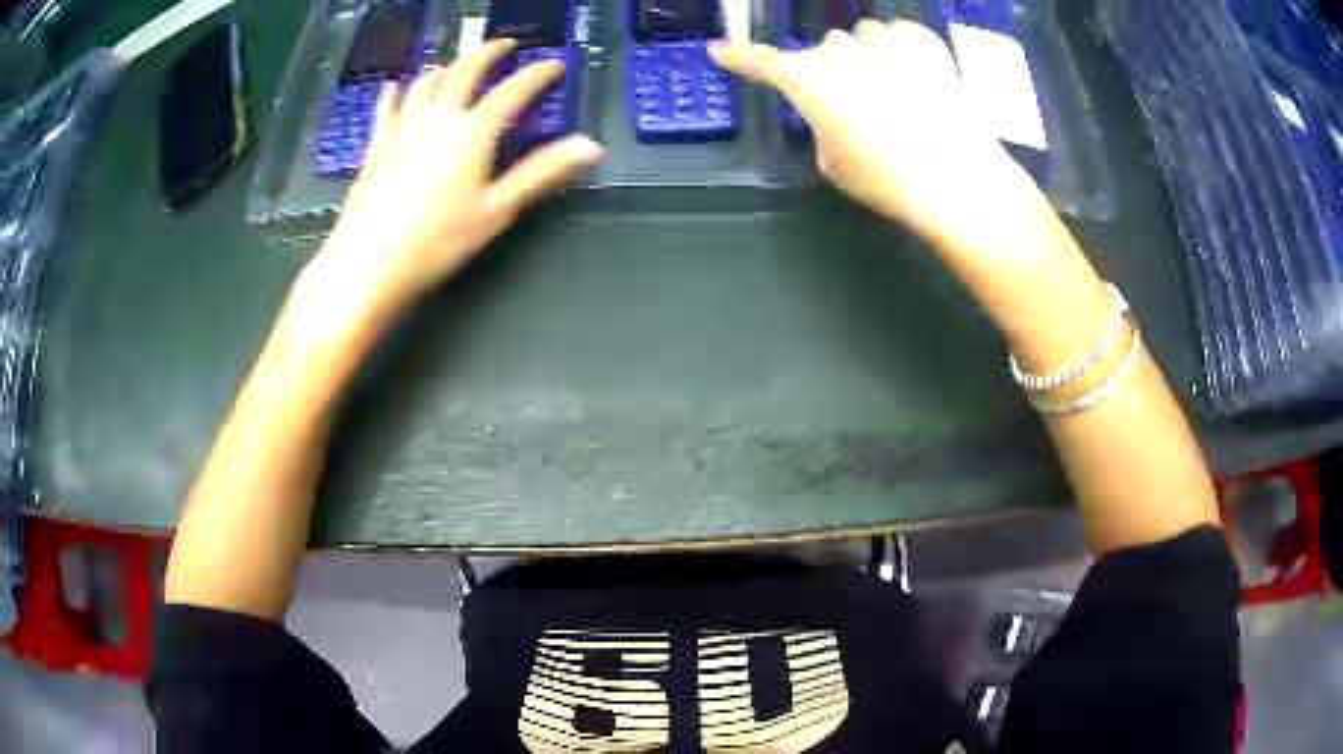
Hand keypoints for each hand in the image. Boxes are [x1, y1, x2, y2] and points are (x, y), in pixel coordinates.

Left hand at [299, 39, 604, 336]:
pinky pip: (388, 105)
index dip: (537, 74)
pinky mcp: (378, 142)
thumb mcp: (496, 210)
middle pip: (466, 70)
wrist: (368, 261)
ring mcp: (403, 126)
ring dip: (448, 65)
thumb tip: (592, 147)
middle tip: (505, 44)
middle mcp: (438, 116)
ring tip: (458, 63)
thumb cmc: (437, 241)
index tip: (554, 65)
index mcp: (473, 131)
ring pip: (428, 81)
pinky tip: (397, 85)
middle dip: (489, 52)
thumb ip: (541, 173)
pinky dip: (398, 90)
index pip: (513, 90)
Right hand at [711, 20, 1041, 254]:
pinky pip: (899, 34)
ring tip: (895, 90)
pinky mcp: (922, 40)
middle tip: (859, 104)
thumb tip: (834, 113)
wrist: (958, 177)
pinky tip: (918, 78)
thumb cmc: (887, 179)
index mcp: (808, 81)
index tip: (720, 52)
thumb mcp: (834, 163)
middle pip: (825, 49)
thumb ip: (821, 126)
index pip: (762, 63)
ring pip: (863, 36)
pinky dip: (902, 50)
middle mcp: (839, 50)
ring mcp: (882, 39)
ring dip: (870, 55)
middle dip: (835, 68)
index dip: (740, 58)